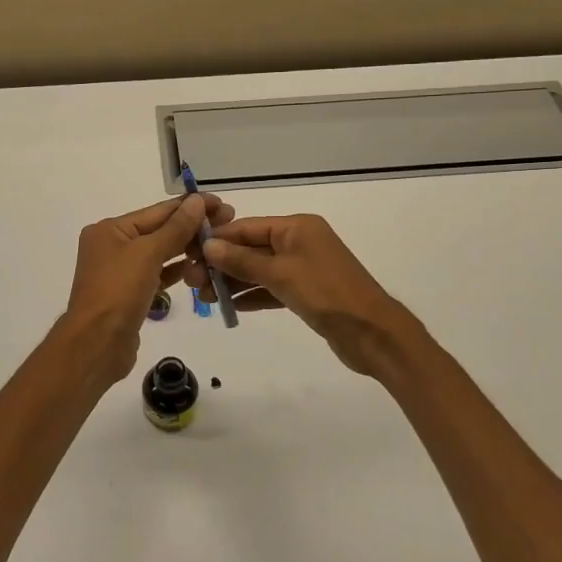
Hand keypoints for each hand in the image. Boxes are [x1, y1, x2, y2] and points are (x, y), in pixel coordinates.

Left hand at [58, 192, 234, 389]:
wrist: (97, 345)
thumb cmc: (118, 292)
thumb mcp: (148, 254)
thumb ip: (176, 228)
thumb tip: (197, 201)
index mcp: (110, 229)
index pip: (157, 211)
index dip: (190, 206)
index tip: (221, 204)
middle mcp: (113, 246)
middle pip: (159, 230)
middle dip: (192, 227)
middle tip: (228, 222)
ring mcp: (121, 271)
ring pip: (160, 253)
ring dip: (187, 249)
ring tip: (219, 245)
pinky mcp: (130, 294)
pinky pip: (157, 274)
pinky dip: (176, 271)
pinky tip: (200, 268)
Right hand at [196, 213, 417, 375]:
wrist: (373, 334)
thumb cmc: (327, 294)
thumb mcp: (281, 274)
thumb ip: (243, 261)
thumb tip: (208, 245)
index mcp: (297, 227)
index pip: (247, 227)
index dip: (217, 239)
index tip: (188, 253)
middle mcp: (299, 242)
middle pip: (251, 248)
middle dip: (221, 263)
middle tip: (192, 282)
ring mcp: (303, 268)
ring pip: (259, 270)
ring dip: (232, 282)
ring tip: (203, 297)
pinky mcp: (306, 293)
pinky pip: (271, 288)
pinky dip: (251, 295)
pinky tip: (228, 306)